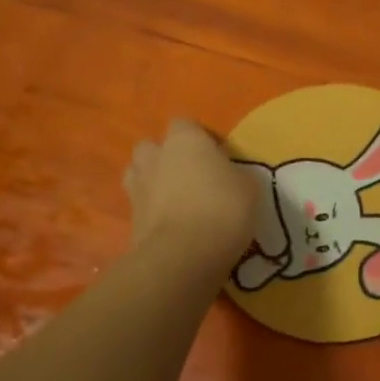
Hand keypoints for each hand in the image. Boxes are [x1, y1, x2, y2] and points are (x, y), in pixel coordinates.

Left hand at [124, 119, 258, 261]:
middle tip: (192, 177)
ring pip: (139, 174)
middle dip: (167, 157)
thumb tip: (230, 177)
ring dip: (154, 182)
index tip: (218, 157)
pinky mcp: (129, 219)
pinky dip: (152, 212)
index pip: (185, 124)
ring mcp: (137, 188)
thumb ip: (236, 175)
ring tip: (177, 200)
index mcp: (185, 140)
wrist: (183, 256)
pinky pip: (141, 206)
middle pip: (153, 147)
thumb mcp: (249, 188)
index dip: (201, 138)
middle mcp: (156, 157)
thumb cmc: (222, 210)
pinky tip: (172, 226)